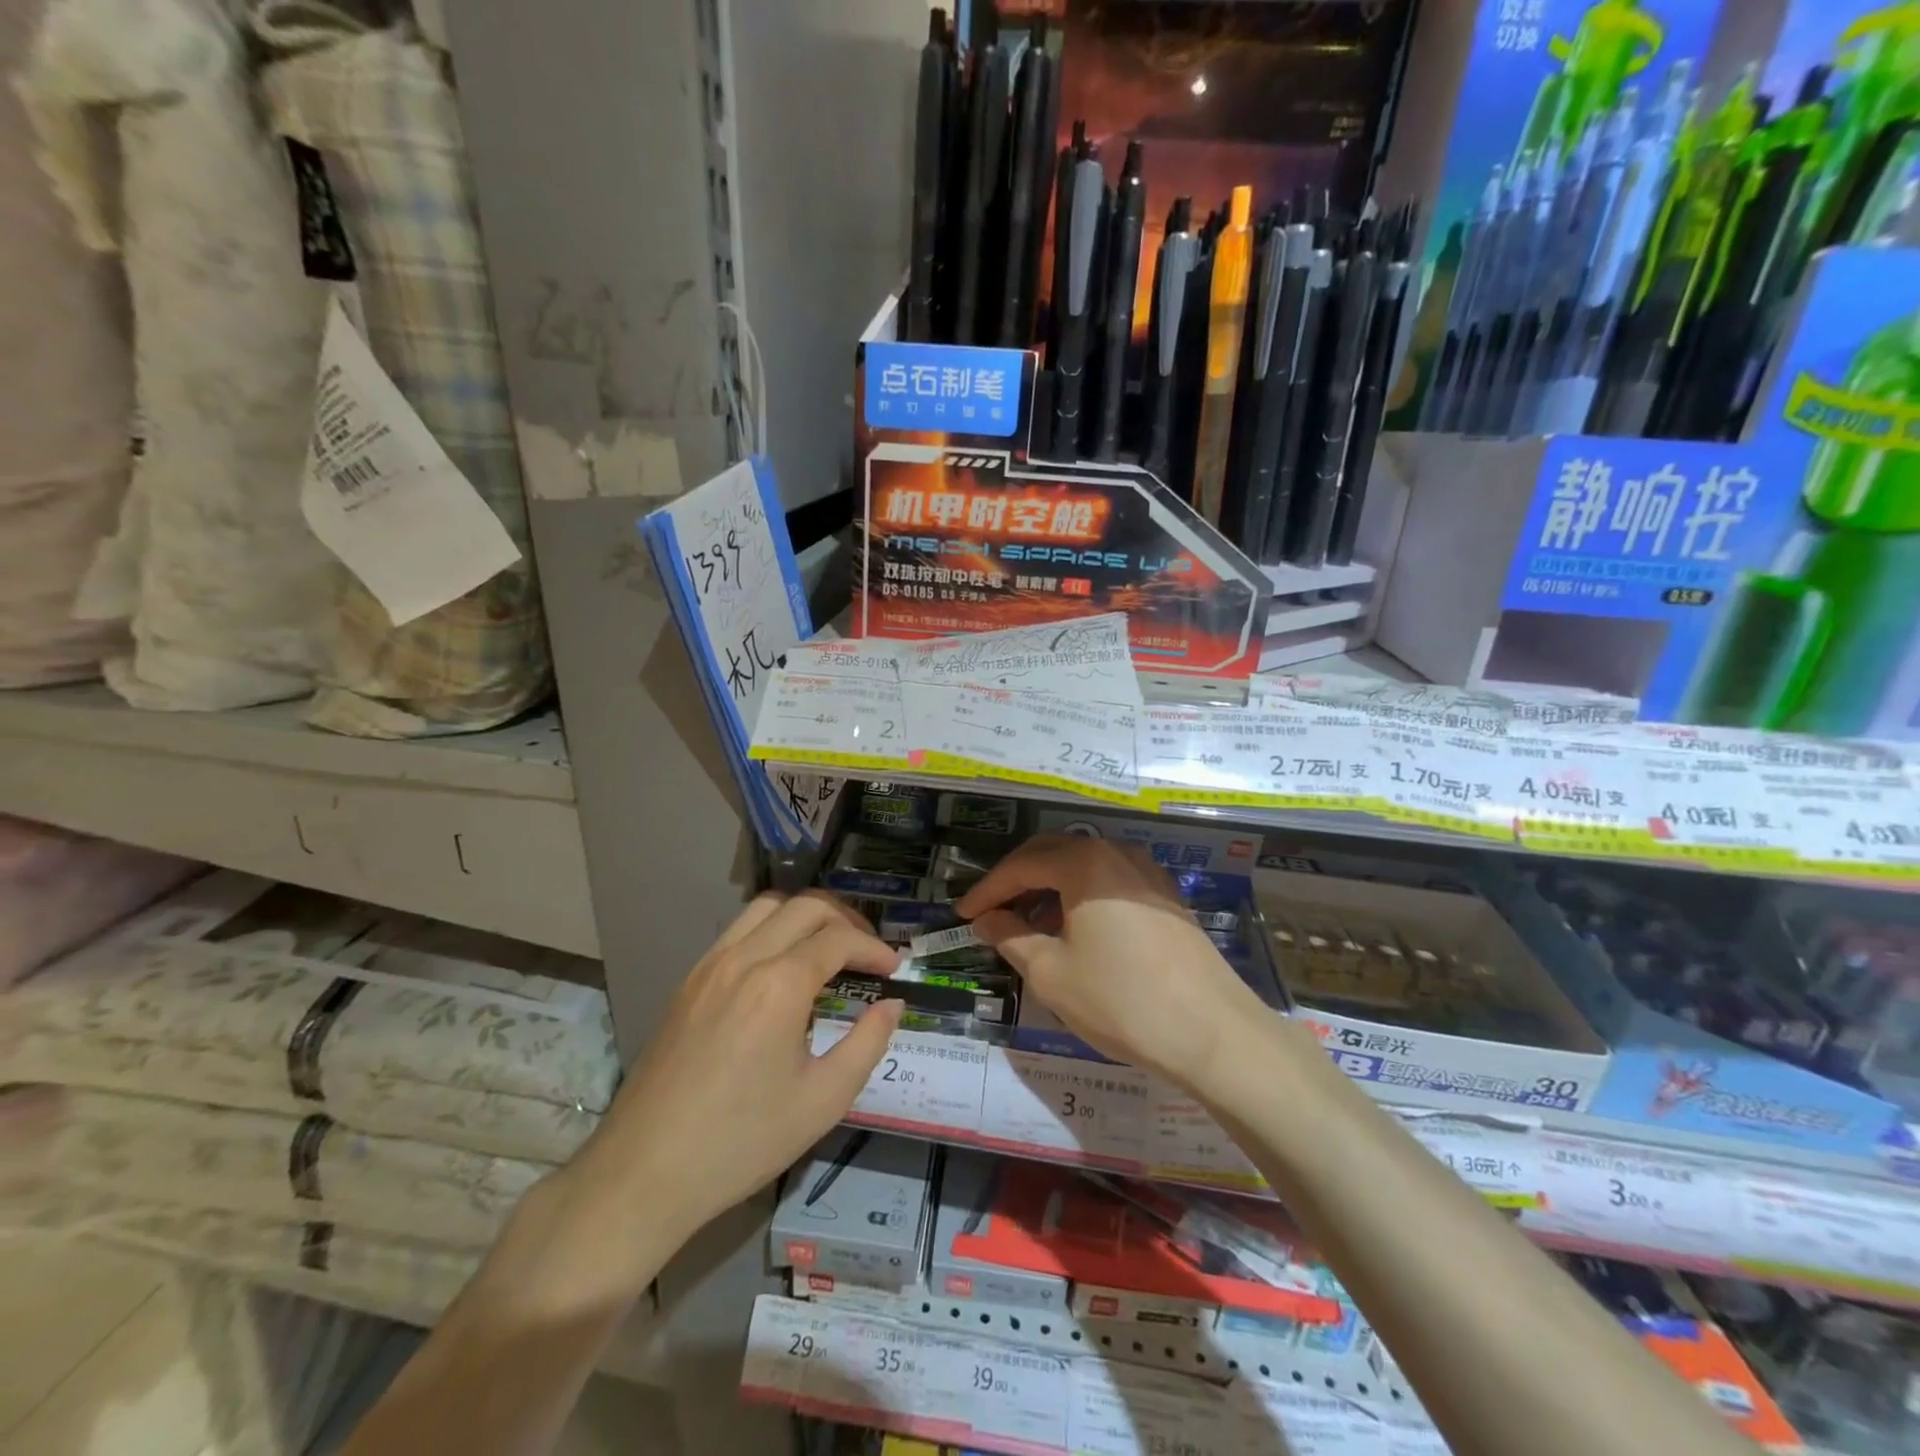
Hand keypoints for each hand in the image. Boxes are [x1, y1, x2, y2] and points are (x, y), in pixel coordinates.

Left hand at [566, 892, 902, 1257]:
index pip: (838, 939)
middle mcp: (743, 958)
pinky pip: (738, 931)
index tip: (894, 969)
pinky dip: (771, 930)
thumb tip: (892, 1005)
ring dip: (805, 916)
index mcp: (779, 985)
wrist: (644, 1172)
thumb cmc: (741, 1141)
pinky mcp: (688, 982)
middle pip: (805, 906)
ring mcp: (709, 966)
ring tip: (828, 948)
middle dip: (845, 920)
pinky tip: (782, 969)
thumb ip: (868, 1043)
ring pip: (766, 907)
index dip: (873, 948)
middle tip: (867, 951)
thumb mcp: (823, 1100)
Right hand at [956, 835, 1265, 1087]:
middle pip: (1053, 854)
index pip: (1021, 865)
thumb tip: (987, 920)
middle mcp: (1116, 853)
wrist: (1213, 1032)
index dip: (988, 889)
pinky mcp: (1167, 896)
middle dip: (1017, 880)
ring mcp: (1147, 872)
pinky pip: (1110, 881)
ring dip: (1050, 887)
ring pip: (1084, 866)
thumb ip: (1011, 937)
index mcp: (1084, 863)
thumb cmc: (1121, 1000)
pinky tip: (1074, 928)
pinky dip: (1082, 896)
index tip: (962, 913)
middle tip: (990, 910)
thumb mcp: (1051, 973)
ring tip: (1027, 922)